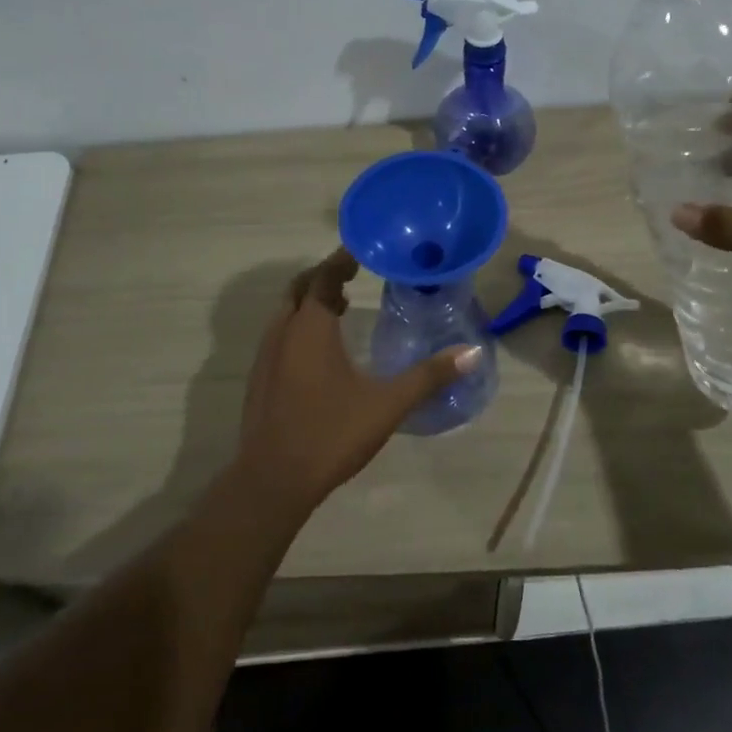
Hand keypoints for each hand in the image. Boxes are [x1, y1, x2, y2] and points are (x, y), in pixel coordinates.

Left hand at [233, 248, 481, 514]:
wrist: (272, 481)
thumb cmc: (331, 433)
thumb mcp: (387, 404)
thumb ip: (429, 376)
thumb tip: (472, 352)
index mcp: (309, 328)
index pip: (322, 276)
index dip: (340, 260)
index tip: (361, 251)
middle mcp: (282, 333)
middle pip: (299, 288)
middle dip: (323, 277)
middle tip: (352, 276)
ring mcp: (265, 357)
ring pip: (286, 313)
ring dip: (309, 302)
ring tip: (340, 307)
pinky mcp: (260, 379)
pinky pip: (279, 336)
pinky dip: (299, 326)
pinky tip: (321, 351)